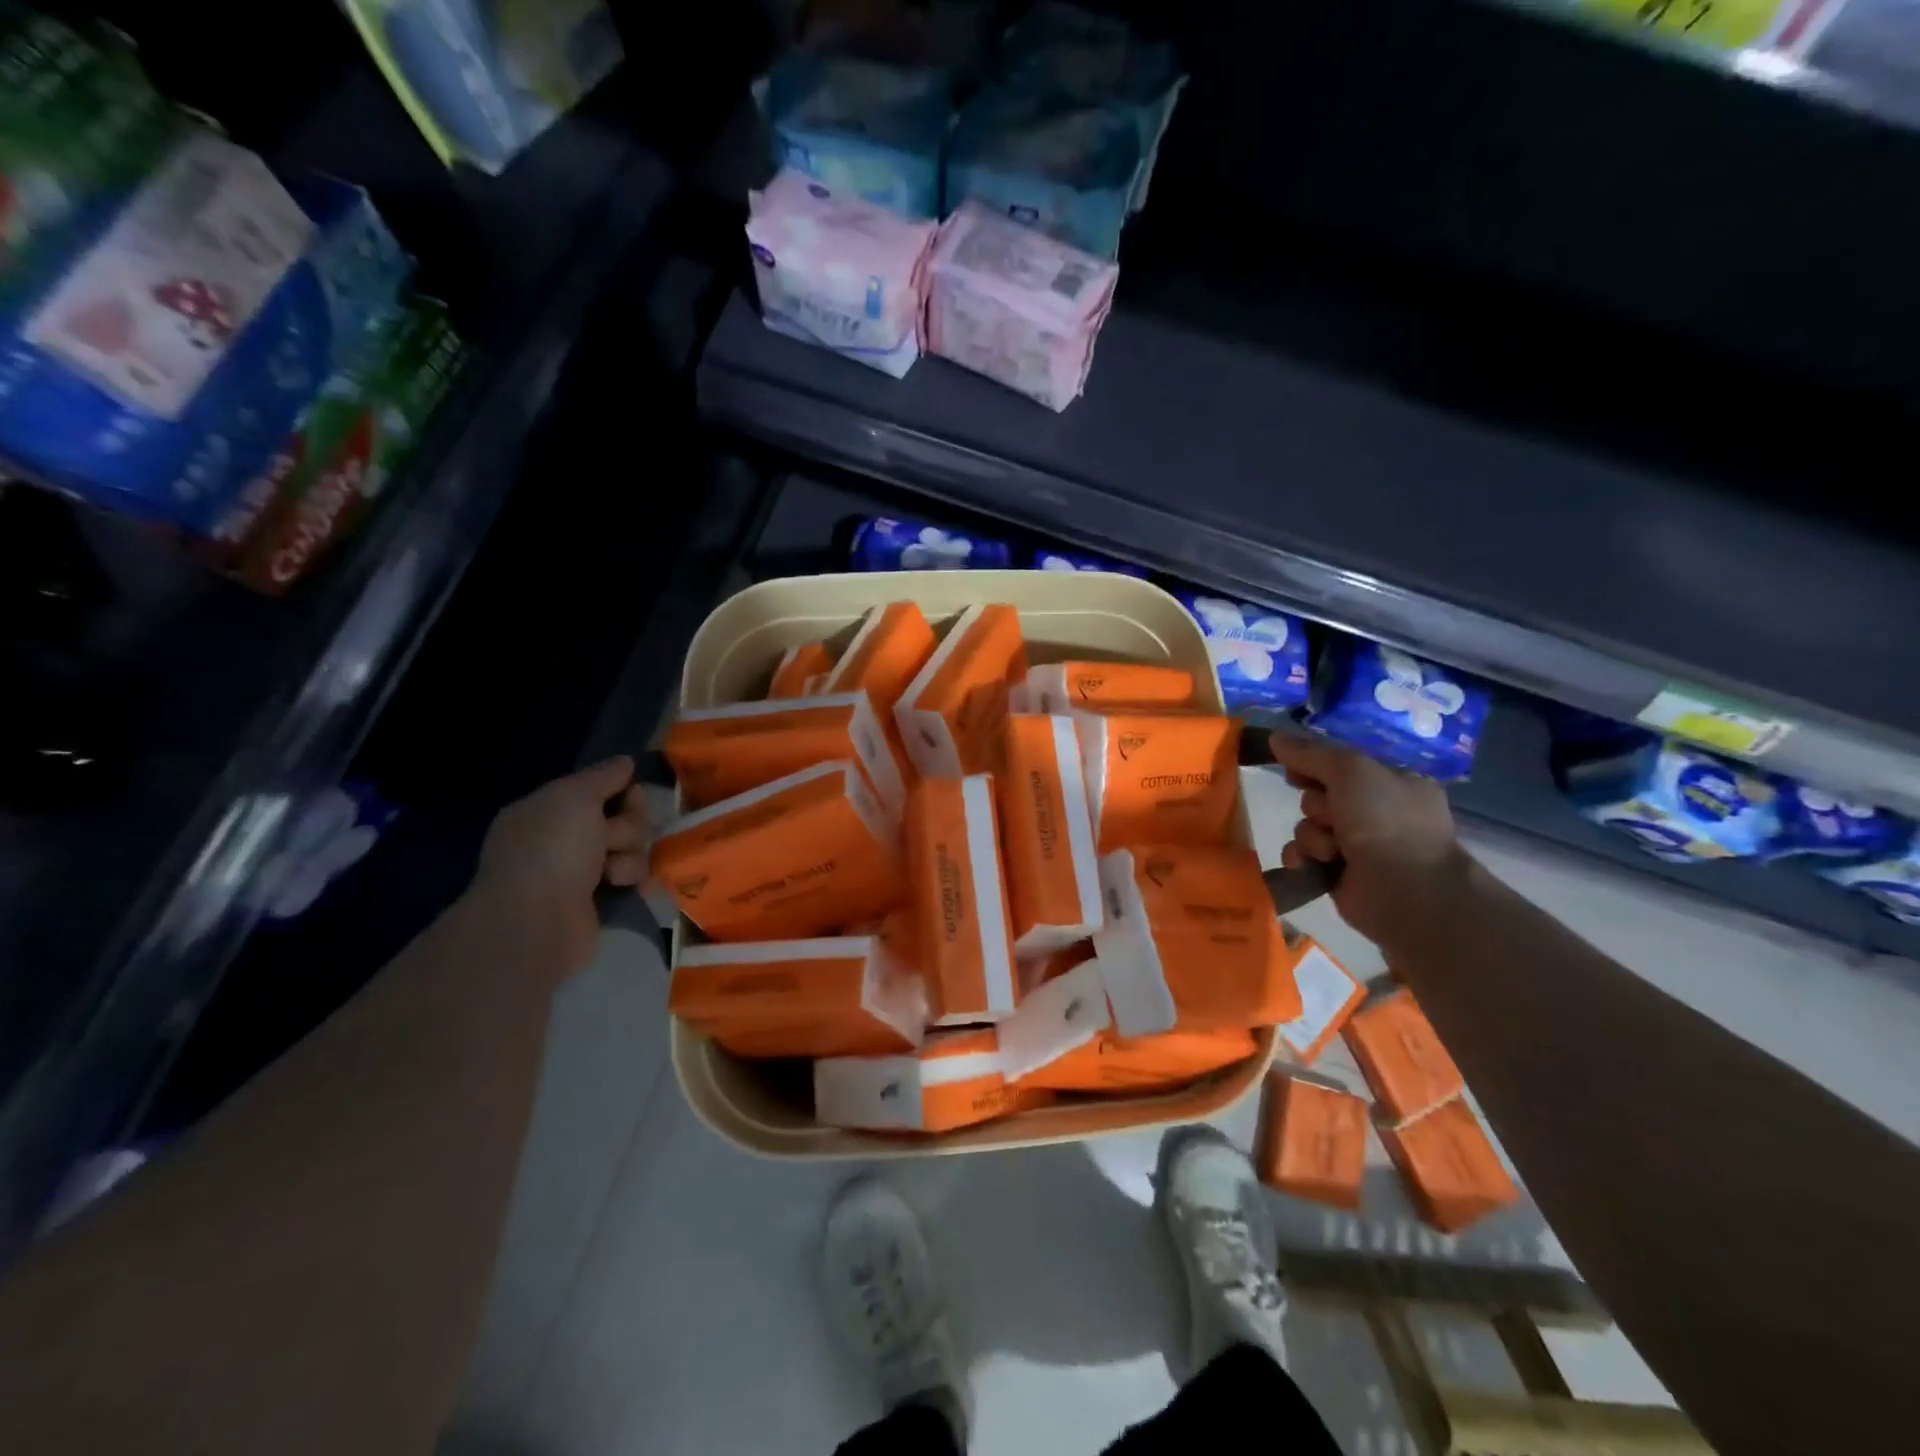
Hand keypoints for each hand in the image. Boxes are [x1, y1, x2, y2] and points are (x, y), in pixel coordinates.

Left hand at [475, 757, 647, 974]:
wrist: (537, 921)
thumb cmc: (552, 849)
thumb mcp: (576, 796)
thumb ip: (604, 776)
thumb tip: (625, 761)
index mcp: (547, 810)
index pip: (598, 788)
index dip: (621, 790)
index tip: (632, 795)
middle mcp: (561, 838)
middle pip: (622, 818)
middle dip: (628, 826)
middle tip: (612, 840)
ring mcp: (578, 872)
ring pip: (631, 848)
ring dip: (630, 857)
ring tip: (612, 874)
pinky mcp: (597, 901)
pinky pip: (631, 879)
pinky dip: (633, 881)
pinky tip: (627, 888)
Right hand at [1268, 731, 1470, 953]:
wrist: (1407, 891)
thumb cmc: (1386, 821)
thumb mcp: (1350, 770)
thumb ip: (1310, 752)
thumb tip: (1274, 736)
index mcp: (1391, 782)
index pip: (1339, 764)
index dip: (1314, 764)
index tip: (1296, 770)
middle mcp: (1376, 811)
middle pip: (1317, 795)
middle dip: (1316, 805)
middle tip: (1332, 816)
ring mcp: (1358, 845)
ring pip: (1307, 826)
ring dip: (1311, 836)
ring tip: (1331, 851)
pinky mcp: (1338, 873)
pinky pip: (1303, 855)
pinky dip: (1303, 858)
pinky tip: (1312, 865)